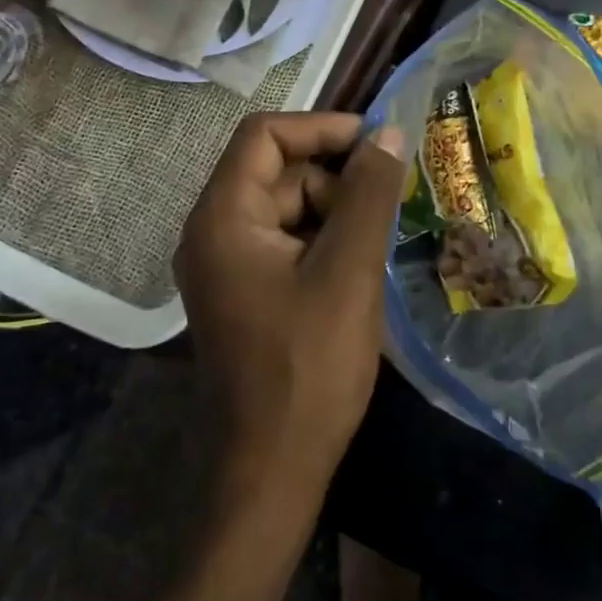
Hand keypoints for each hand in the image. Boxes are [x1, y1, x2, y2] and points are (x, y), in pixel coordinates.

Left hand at [174, 113, 407, 510]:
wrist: (270, 472)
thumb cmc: (308, 368)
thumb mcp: (348, 272)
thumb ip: (368, 195)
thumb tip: (388, 134)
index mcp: (223, 217)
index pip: (265, 136)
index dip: (321, 128)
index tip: (375, 144)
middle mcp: (213, 231)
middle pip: (278, 172)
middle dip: (335, 180)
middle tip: (388, 207)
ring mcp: (226, 264)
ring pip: (288, 208)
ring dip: (335, 214)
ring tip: (376, 248)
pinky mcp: (244, 291)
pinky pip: (286, 243)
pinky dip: (323, 243)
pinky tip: (357, 272)